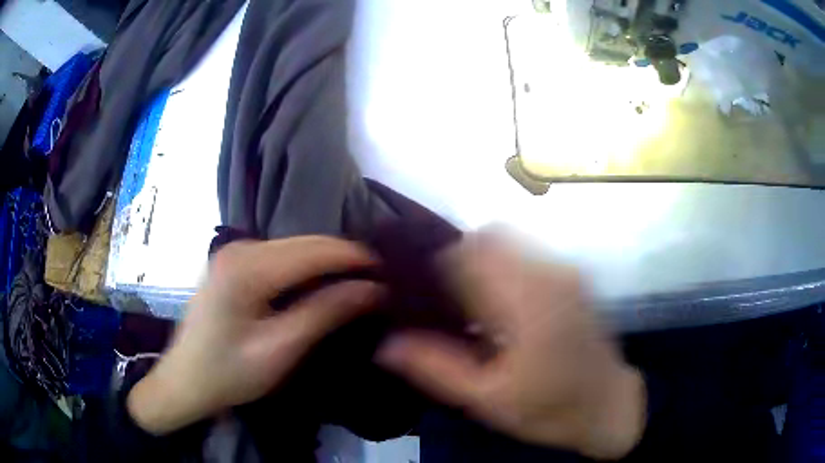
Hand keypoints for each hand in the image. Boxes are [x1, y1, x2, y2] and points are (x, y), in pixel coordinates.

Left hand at [128, 237, 382, 434]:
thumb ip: (325, 313)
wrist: (185, 381)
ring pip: (295, 247)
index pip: (315, 250)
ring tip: (356, 284)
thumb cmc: (229, 373)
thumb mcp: (280, 349)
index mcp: (247, 268)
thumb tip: (371, 289)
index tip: (388, 273)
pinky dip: (306, 268)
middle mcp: (240, 248)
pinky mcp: (234, 263)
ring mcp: (234, 253)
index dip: (355, 258)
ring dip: (327, 263)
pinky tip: (321, 285)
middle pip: (305, 243)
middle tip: (377, 281)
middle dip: (344, 258)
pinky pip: (281, 257)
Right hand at [376, 234, 645, 459]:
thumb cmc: (548, 408)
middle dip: (460, 256)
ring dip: (483, 260)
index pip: (470, 251)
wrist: (607, 406)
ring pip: (511, 241)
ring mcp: (566, 271)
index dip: (438, 261)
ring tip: (470, 303)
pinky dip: (504, 267)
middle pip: (491, 235)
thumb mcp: (485, 399)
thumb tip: (386, 344)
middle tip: (444, 297)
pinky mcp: (573, 278)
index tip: (421, 288)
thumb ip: (435, 368)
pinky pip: (528, 254)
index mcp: (526, 300)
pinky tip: (500, 306)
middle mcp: (549, 272)